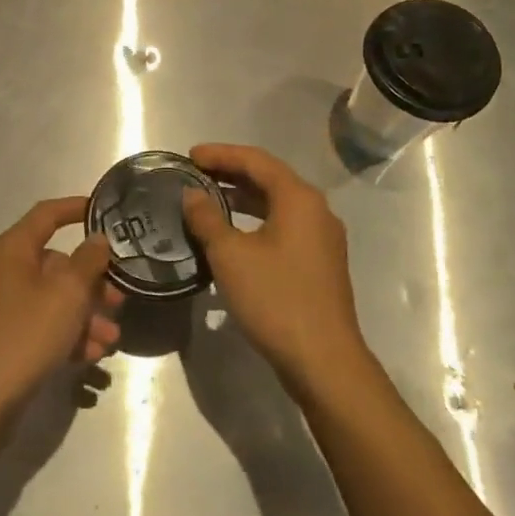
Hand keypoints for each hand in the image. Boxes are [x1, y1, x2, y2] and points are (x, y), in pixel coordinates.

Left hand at [0, 197, 124, 427]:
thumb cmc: (22, 337)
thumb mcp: (66, 295)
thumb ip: (87, 262)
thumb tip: (96, 238)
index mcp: (10, 250)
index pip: (46, 214)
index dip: (75, 208)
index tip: (103, 210)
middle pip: (53, 264)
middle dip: (91, 282)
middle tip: (120, 300)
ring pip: (49, 299)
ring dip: (83, 315)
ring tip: (110, 340)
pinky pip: (38, 326)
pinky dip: (64, 336)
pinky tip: (91, 358)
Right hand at [182, 144, 368, 399]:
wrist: (324, 361)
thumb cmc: (276, 299)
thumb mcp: (231, 256)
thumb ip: (207, 218)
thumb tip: (191, 195)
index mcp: (298, 198)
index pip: (256, 160)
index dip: (220, 154)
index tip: (189, 155)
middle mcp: (316, 209)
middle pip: (269, 178)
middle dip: (231, 173)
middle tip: (195, 174)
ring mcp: (322, 237)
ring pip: (277, 203)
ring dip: (243, 197)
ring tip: (208, 199)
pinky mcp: (320, 262)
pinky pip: (284, 225)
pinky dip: (256, 220)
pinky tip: (233, 234)